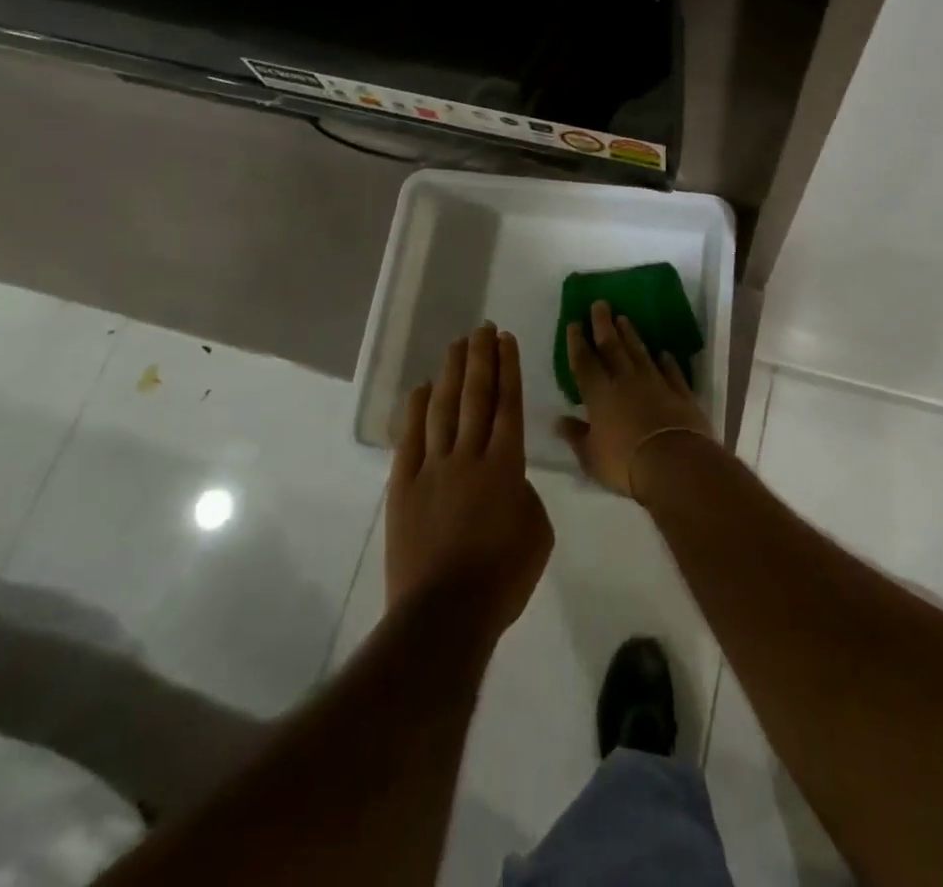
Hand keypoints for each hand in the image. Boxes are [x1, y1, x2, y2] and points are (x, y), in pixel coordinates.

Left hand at [386, 324, 552, 642]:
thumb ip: (526, 495)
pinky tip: (423, 388)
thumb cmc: (502, 578)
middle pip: (476, 396)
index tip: (506, 339)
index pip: (508, 404)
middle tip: (482, 329)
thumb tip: (510, 480)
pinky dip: (417, 410)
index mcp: (506, 466)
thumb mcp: (538, 533)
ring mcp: (433, 468)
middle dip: (481, 358)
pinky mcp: (404, 486)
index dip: (508, 368)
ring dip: (452, 373)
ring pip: (444, 409)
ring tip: (457, 345)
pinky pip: (411, 438)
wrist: (445, 614)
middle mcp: (469, 456)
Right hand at [557, 301, 716, 497]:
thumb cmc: (624, 463)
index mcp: (599, 394)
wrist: (675, 462)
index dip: (577, 342)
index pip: (584, 362)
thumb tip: (558, 420)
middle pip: (612, 346)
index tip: (574, 322)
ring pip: (640, 352)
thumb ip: (575, 436)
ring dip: (631, 335)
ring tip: (624, 318)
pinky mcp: (680, 393)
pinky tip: (664, 353)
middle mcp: (625, 381)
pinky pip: (671, 371)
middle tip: (600, 303)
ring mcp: (655, 383)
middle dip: (603, 324)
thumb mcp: (591, 457)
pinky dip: (667, 361)